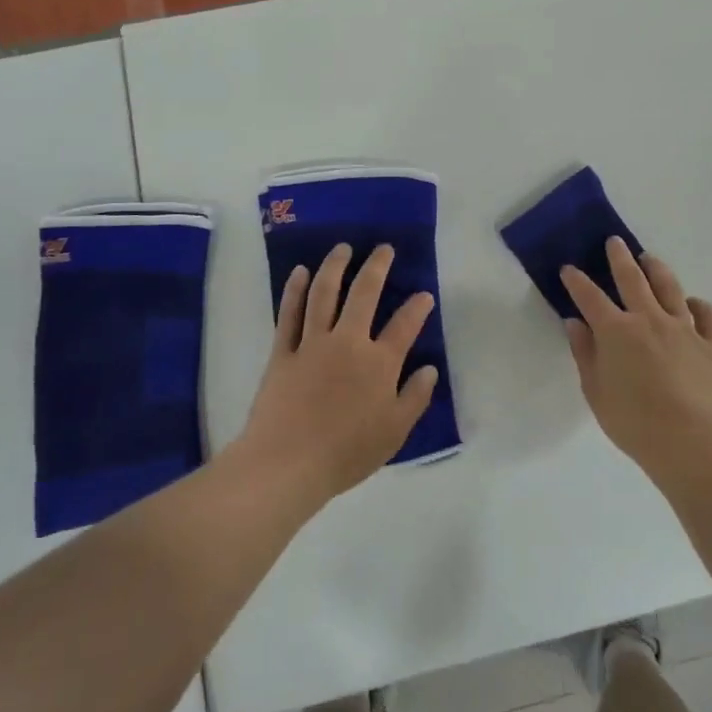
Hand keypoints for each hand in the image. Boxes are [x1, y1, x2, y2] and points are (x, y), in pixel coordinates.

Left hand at [237, 243, 438, 507]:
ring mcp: (312, 343)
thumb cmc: (346, 453)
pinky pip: (289, 313)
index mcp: (378, 363)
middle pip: (364, 294)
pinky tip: (300, 272)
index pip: (404, 326)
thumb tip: (429, 369)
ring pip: (325, 293)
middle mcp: (348, 342)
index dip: (417, 307)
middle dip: (377, 267)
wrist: (288, 463)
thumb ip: (415, 398)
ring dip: (335, 266)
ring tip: (342, 248)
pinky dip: (295, 290)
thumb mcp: (394, 432)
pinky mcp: (282, 351)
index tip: (424, 294)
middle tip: (383, 248)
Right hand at [561, 239, 711, 484]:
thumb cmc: (634, 423)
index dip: (577, 281)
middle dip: (619, 258)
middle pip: (632, 279)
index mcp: (616, 331)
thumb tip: (575, 324)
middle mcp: (649, 319)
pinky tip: (691, 303)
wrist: (692, 442)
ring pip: (669, 288)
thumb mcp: (595, 392)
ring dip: (657, 269)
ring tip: (649, 259)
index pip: (590, 297)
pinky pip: (706, 314)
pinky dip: (697, 304)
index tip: (569, 269)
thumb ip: (585, 354)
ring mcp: (683, 328)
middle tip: (614, 242)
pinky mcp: (711, 344)